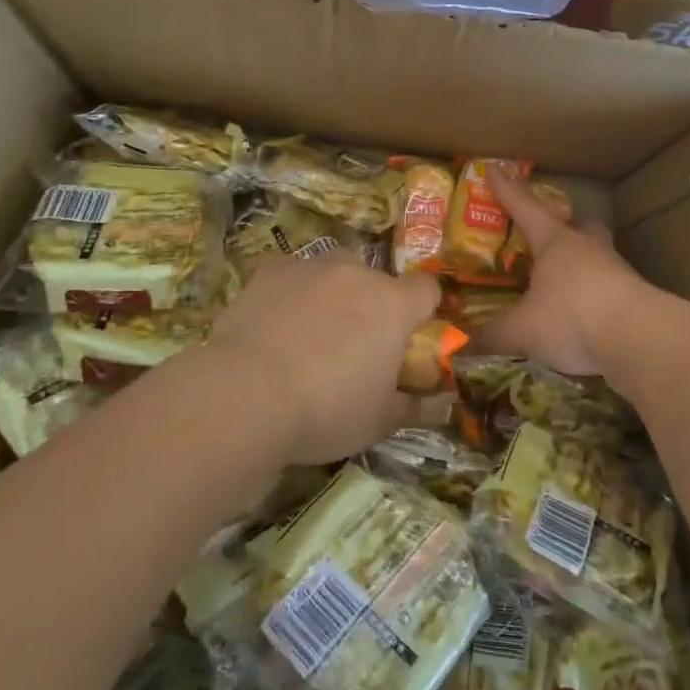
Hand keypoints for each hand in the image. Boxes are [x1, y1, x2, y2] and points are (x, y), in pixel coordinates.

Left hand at [206, 253, 439, 465]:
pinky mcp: (270, 271)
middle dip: (374, 303)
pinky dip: (293, 289)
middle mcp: (357, 274)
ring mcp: (311, 267)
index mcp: (393, 305)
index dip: (422, 311)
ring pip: (335, 269)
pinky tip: (277, 320)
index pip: (427, 290)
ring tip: (313, 331)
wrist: (246, 395)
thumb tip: (444, 404)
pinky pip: (292, 272)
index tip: (409, 339)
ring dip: (335, 291)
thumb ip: (416, 406)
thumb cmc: (326, 410)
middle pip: (378, 279)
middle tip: (356, 344)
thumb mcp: (379, 421)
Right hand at [473, 164, 655, 374]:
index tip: (495, 169)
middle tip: (549, 231)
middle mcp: (587, 248)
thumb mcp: (521, 330)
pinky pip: (607, 288)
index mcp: (555, 242)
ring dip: (580, 262)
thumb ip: (492, 336)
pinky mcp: (633, 298)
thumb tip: (462, 347)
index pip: (525, 207)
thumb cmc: (573, 317)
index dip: (507, 190)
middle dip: (562, 224)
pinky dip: (591, 296)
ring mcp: (615, 271)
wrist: (640, 338)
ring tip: (562, 280)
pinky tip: (581, 315)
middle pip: (576, 225)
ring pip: (595, 255)